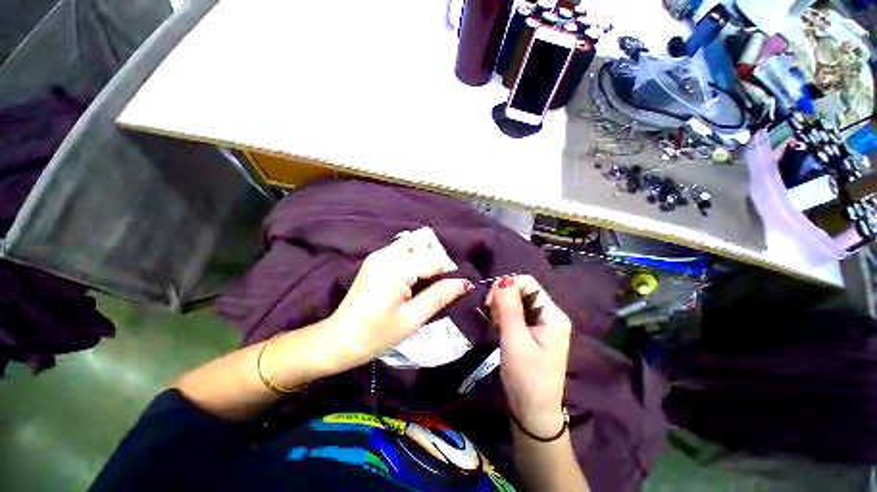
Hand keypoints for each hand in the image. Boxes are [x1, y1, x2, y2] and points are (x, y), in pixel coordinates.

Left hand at [327, 227, 472, 369]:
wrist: (339, 340)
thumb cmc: (376, 335)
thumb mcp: (412, 319)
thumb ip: (440, 296)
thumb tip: (465, 283)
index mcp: (396, 267)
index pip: (436, 257)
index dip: (450, 271)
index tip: (452, 290)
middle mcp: (387, 253)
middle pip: (425, 242)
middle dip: (438, 260)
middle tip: (439, 284)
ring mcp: (379, 254)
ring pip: (414, 241)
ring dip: (426, 256)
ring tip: (427, 280)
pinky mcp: (375, 259)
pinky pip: (402, 247)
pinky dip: (414, 256)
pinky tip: (413, 275)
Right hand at [488, 275, 571, 436]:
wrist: (534, 412)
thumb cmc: (526, 378)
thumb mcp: (515, 341)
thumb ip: (508, 309)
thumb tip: (503, 279)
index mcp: (552, 315)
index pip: (527, 283)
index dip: (506, 286)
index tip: (490, 303)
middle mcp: (551, 314)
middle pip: (523, 290)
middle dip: (503, 298)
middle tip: (492, 316)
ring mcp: (544, 323)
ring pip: (518, 301)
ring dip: (503, 307)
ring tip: (496, 325)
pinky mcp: (536, 331)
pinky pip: (518, 313)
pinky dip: (506, 316)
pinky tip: (501, 328)